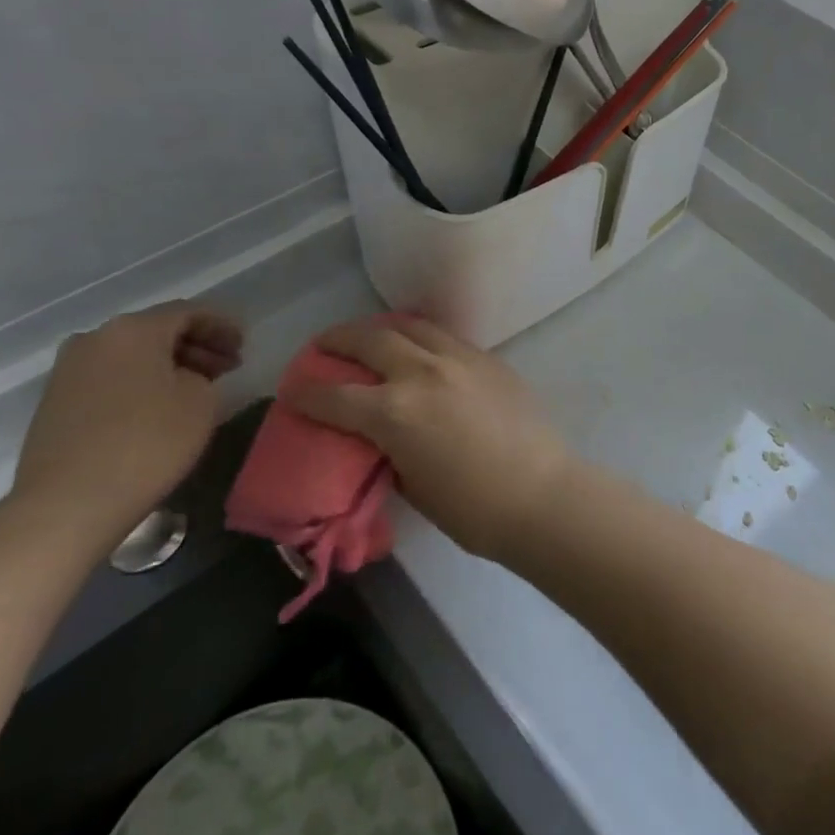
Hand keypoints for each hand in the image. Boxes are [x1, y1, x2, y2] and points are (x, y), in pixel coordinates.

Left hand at [7, 303, 243, 552]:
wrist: (68, 503)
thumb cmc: (147, 443)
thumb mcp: (201, 402)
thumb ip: (203, 375)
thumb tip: (187, 376)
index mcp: (133, 329)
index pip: (189, 312)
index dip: (222, 325)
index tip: (245, 344)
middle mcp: (95, 338)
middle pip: (157, 331)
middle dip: (196, 345)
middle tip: (227, 366)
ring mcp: (69, 370)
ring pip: (132, 355)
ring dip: (168, 365)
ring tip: (197, 388)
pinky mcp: (56, 402)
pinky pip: (111, 378)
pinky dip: (141, 383)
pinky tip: (160, 407)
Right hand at [282, 317, 577, 560]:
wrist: (542, 494)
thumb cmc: (472, 509)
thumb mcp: (412, 486)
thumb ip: (387, 451)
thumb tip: (380, 437)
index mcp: (393, 412)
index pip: (333, 396)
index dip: (304, 393)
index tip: (292, 390)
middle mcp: (421, 372)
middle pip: (368, 340)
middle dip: (337, 340)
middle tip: (323, 345)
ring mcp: (458, 359)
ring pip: (410, 326)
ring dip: (381, 328)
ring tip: (370, 336)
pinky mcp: (487, 358)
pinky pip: (444, 336)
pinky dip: (421, 336)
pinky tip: (418, 346)